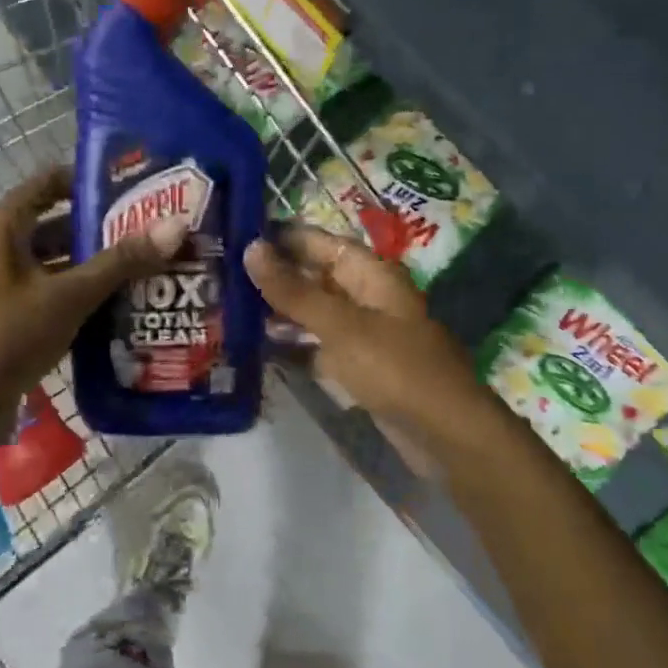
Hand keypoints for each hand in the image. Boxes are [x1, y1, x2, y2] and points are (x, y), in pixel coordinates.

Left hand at [0, 165, 185, 421]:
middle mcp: (1, 243)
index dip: (93, 179)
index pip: (52, 181)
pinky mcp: (12, 310)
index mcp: (4, 225)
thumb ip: (121, 261)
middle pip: (60, 221)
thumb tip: (177, 225)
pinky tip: (125, 298)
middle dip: (106, 225)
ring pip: (60, 257)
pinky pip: (55, 287)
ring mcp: (5, 279)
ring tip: (150, 260)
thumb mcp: (69, 295)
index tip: (139, 185)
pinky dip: (84, 289)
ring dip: (98, 261)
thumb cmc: (7, 335)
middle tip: (156, 227)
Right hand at [243, 224, 489, 445]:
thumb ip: (293, 290)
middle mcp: (368, 296)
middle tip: (222, 275)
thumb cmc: (395, 368)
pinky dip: (295, 345)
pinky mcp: (360, 366)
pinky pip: (320, 345)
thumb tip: (251, 248)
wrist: (444, 433)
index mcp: (371, 273)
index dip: (281, 237)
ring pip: (315, 312)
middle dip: (275, 276)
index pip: (319, 242)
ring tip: (230, 308)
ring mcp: (364, 332)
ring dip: (281, 311)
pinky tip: (260, 348)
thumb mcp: (339, 325)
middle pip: (315, 276)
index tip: (236, 235)